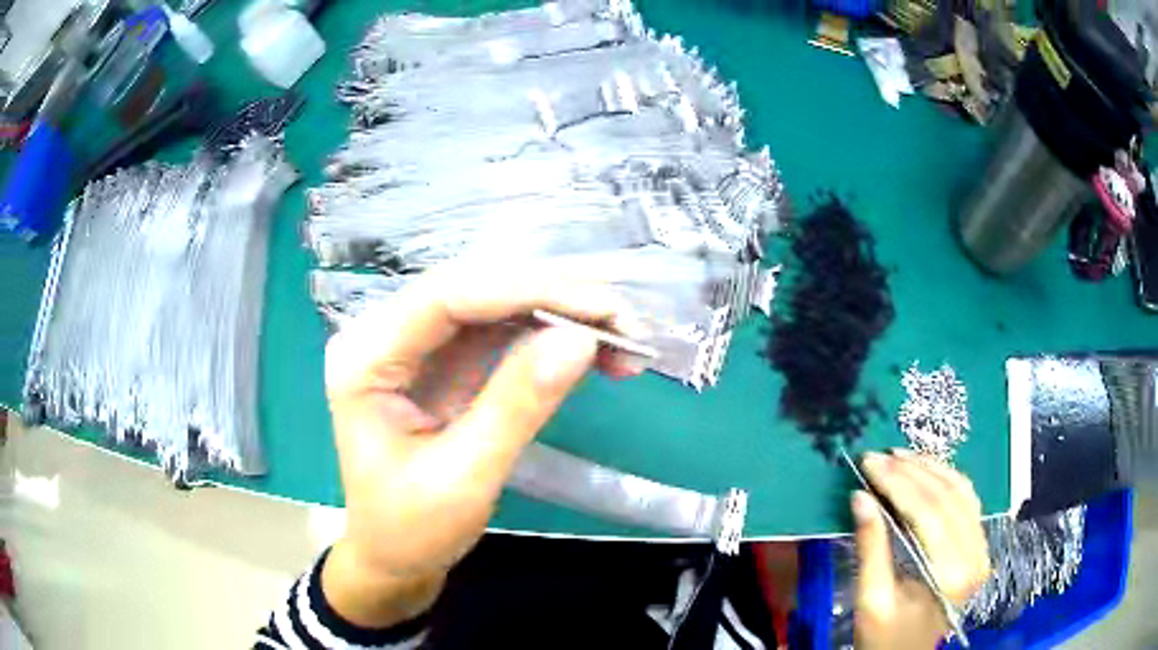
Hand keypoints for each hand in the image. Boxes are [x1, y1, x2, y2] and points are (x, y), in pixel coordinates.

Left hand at [321, 265, 639, 627]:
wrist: (391, 558)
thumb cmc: (410, 530)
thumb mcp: (463, 478)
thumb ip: (517, 406)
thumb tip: (581, 340)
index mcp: (366, 357)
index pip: (448, 296)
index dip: (529, 291)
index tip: (602, 309)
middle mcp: (386, 335)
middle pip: (476, 289)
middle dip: (555, 298)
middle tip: (625, 324)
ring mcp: (417, 346)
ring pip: (496, 305)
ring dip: (561, 314)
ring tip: (623, 340)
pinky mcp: (444, 363)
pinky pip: (502, 333)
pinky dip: (550, 337)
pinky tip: (592, 351)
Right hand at [853, 450, 990, 649]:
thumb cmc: (885, 638)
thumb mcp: (871, 601)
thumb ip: (870, 549)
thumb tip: (860, 496)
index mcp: (950, 574)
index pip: (927, 512)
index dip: (898, 482)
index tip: (868, 462)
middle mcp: (975, 555)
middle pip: (946, 496)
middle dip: (910, 470)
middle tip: (877, 456)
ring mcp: (981, 548)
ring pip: (961, 490)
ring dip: (930, 467)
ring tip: (898, 456)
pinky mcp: (978, 545)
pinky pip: (967, 499)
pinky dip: (946, 478)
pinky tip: (925, 470)